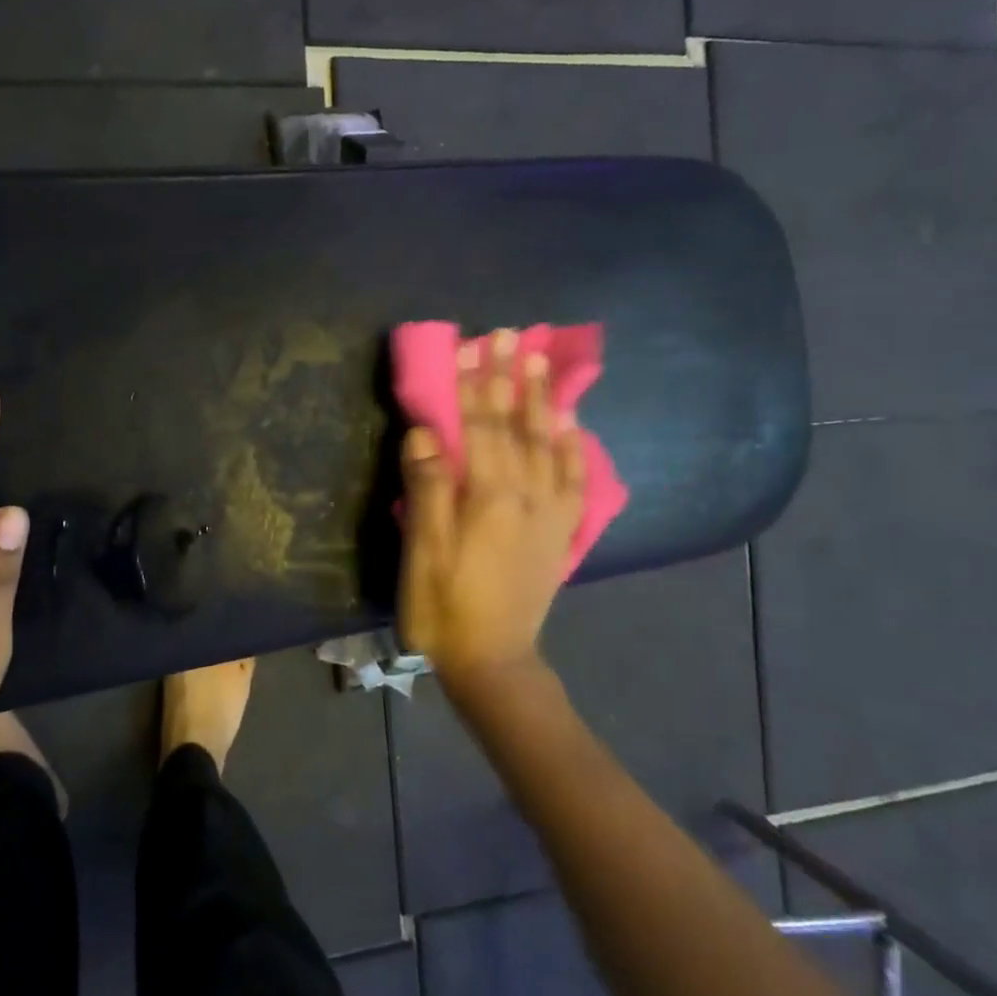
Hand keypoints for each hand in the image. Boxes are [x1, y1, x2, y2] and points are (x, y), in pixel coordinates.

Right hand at [399, 330, 585, 678]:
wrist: (493, 661)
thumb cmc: (444, 606)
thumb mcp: (422, 551)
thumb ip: (427, 489)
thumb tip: (425, 432)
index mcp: (488, 496)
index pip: (478, 425)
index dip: (471, 382)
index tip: (468, 342)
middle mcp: (526, 494)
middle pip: (515, 425)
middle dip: (510, 376)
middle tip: (511, 334)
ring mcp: (549, 513)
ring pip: (548, 444)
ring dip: (542, 399)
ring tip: (541, 361)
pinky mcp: (560, 533)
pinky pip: (574, 481)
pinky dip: (574, 448)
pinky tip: (573, 425)